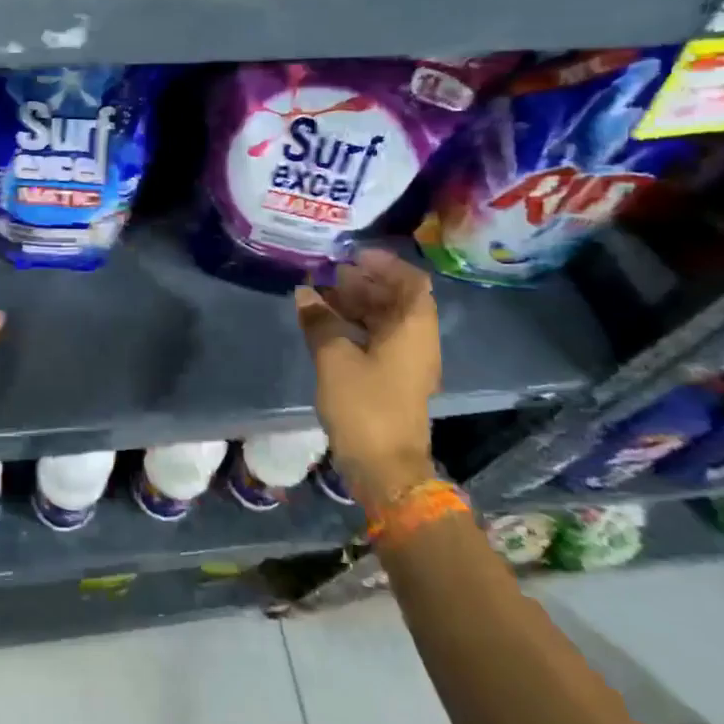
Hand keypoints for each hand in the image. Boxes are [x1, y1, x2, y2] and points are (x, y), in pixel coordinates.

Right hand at [295, 250, 439, 509]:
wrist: (385, 468)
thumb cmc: (365, 406)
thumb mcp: (334, 359)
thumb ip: (320, 321)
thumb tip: (306, 294)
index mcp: (413, 329)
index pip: (410, 282)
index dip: (384, 264)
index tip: (352, 255)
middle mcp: (418, 340)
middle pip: (397, 299)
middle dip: (364, 282)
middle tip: (329, 273)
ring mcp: (408, 362)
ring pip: (386, 320)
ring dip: (357, 304)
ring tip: (322, 294)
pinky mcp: (394, 380)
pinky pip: (379, 340)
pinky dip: (356, 326)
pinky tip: (326, 325)